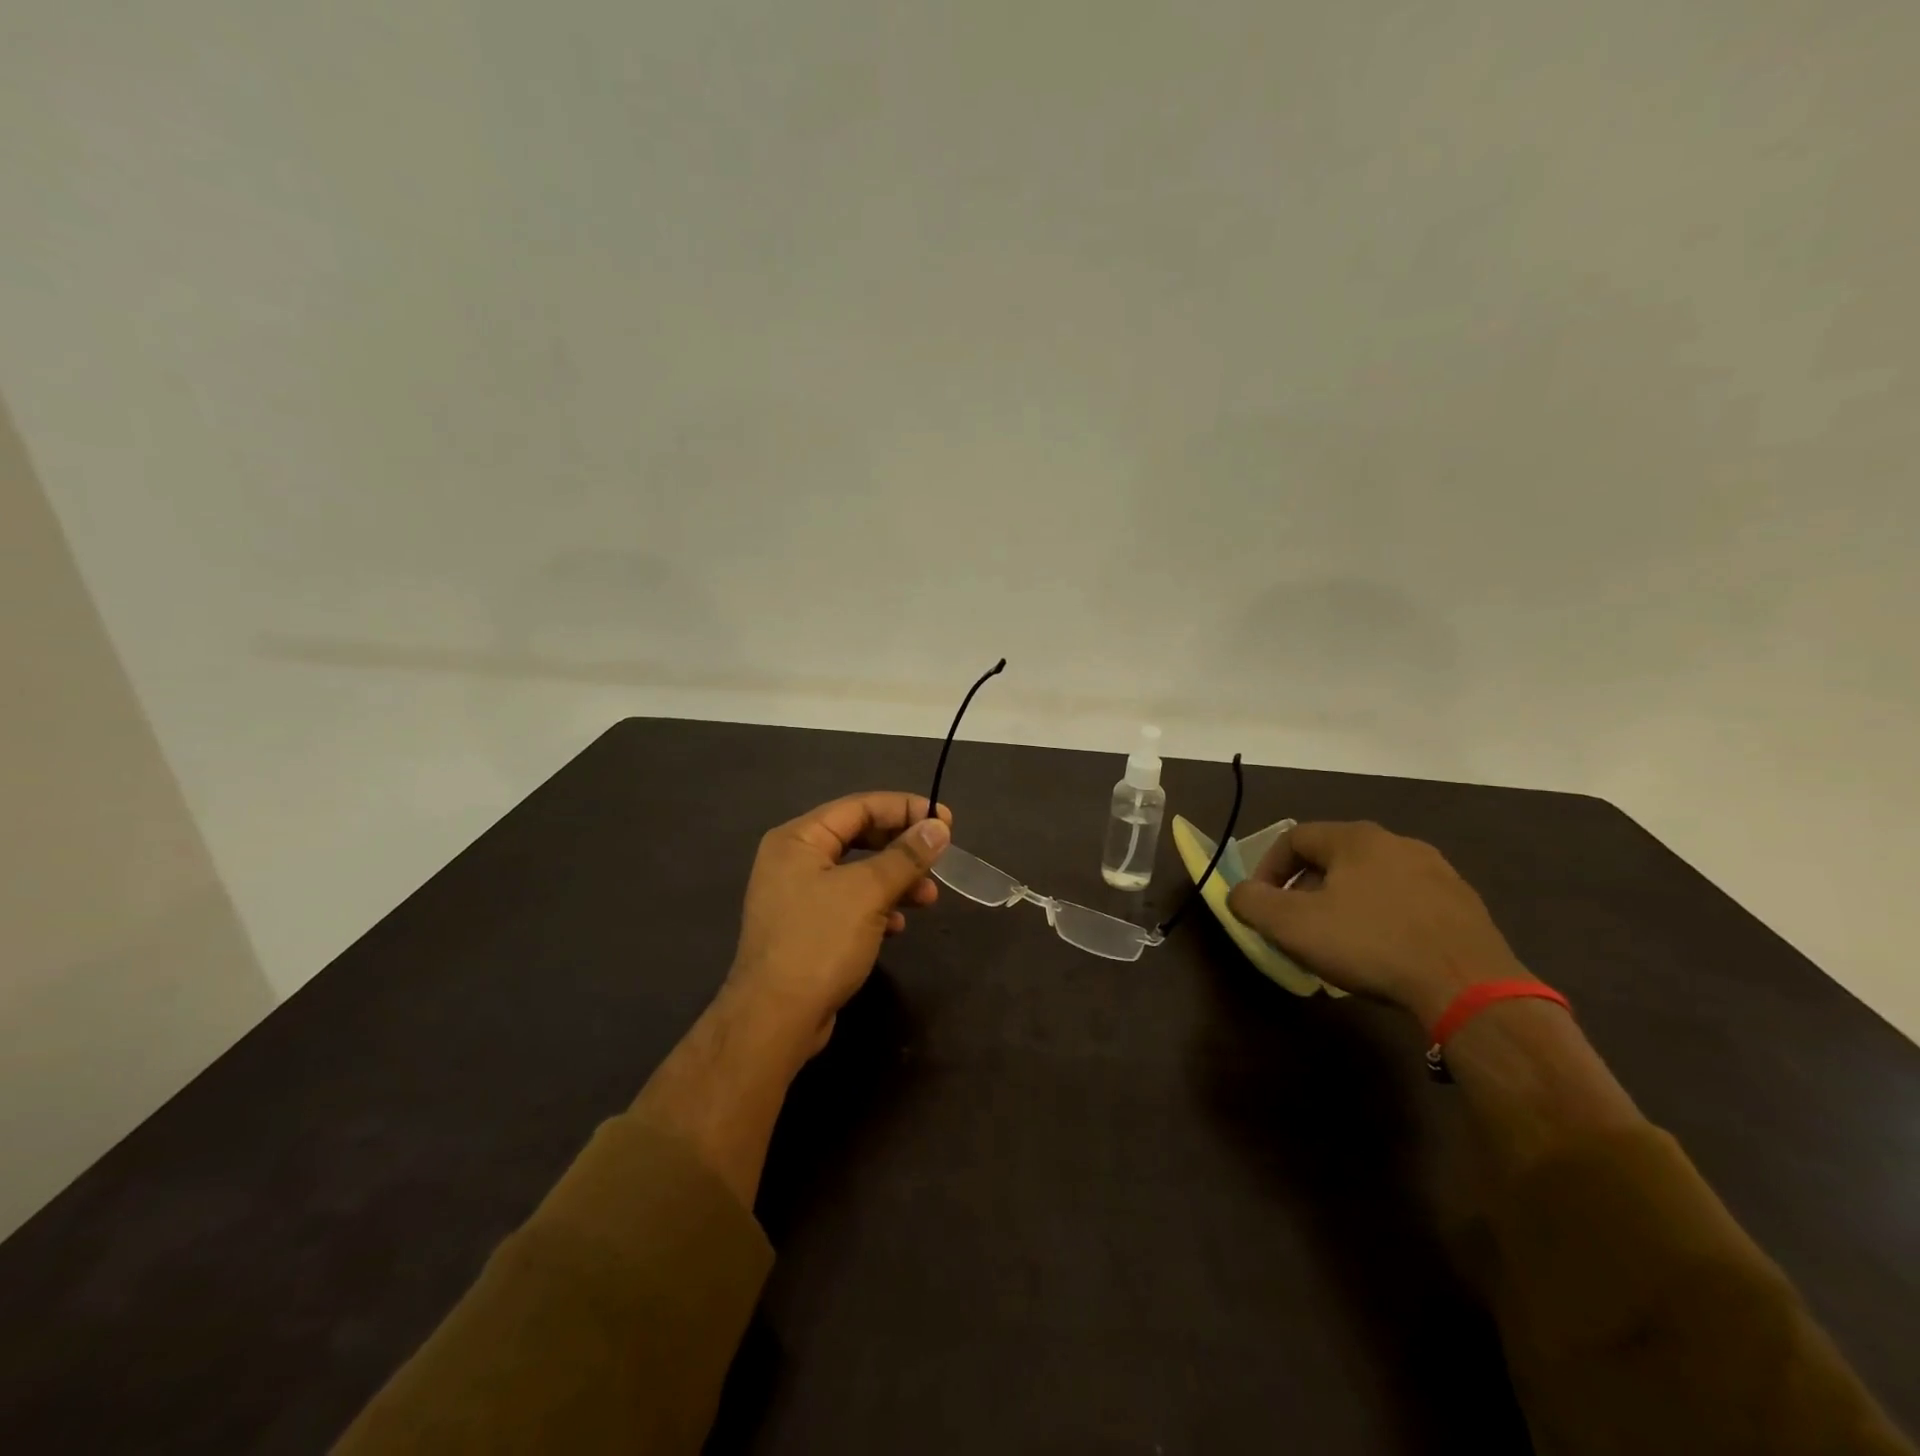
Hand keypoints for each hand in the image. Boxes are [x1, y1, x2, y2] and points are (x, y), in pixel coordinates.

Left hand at [724, 791, 951, 1060]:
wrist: (775, 1019)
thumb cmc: (820, 942)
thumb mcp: (868, 892)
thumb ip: (906, 856)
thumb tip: (938, 827)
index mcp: (798, 838)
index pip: (859, 806)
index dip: (904, 809)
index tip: (945, 820)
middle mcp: (793, 859)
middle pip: (858, 837)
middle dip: (902, 848)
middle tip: (939, 857)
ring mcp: (797, 895)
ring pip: (857, 872)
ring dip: (896, 880)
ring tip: (929, 897)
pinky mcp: (807, 927)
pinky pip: (849, 902)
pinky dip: (877, 907)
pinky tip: (899, 925)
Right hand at [1226, 821, 1526, 1026]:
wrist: (1470, 988)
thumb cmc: (1370, 944)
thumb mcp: (1292, 925)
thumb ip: (1252, 902)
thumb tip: (1239, 893)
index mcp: (1356, 838)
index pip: (1294, 838)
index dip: (1268, 868)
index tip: (1261, 902)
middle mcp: (1398, 843)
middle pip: (1334, 858)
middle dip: (1306, 888)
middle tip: (1296, 924)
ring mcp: (1439, 873)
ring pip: (1372, 881)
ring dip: (1346, 904)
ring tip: (1339, 941)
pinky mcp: (1465, 908)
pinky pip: (1407, 904)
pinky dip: (1384, 920)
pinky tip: (1384, 954)